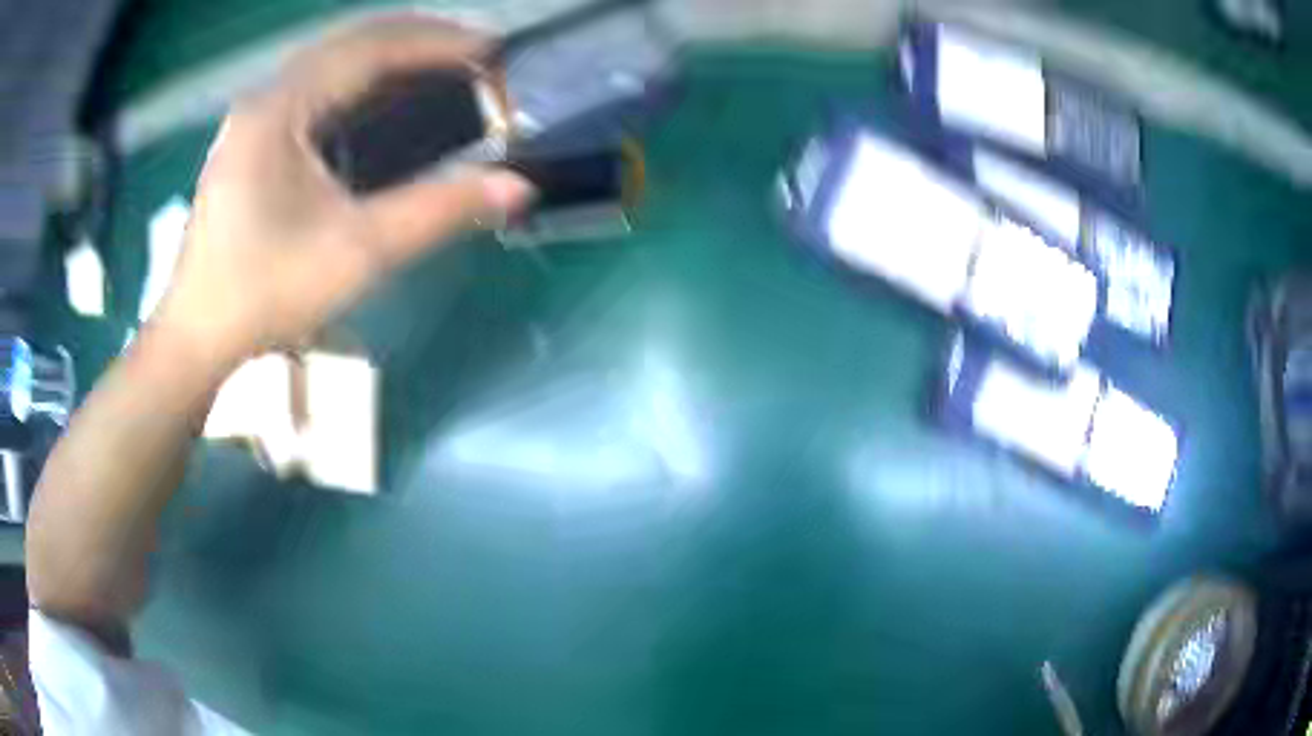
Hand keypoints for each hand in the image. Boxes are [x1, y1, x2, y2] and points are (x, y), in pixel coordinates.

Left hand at [153, 14, 533, 367]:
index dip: (436, 42)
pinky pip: (314, 87)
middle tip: (473, 53)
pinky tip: (382, 98)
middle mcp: (264, 98)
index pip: (370, 48)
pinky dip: (358, 80)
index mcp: (281, 109)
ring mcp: (252, 118)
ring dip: (387, 55)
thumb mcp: (357, 253)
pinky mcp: (250, 141)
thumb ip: (438, 211)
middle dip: (416, 38)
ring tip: (439, 65)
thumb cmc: (265, 294)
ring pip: (329, 60)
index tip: (492, 50)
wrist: (196, 337)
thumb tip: (518, 186)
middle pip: (349, 41)